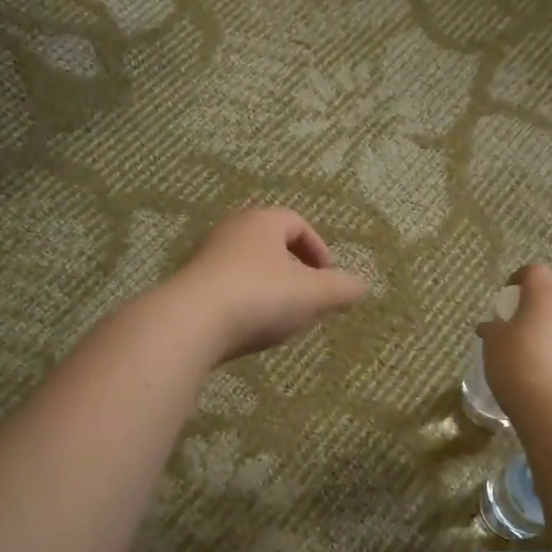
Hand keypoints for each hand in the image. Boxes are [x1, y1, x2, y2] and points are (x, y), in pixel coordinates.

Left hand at [167, 207, 367, 362]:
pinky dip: (245, 305)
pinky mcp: (190, 287)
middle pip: (271, 245)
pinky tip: (250, 330)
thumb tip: (361, 286)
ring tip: (282, 319)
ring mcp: (205, 259)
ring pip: (249, 269)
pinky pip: (228, 290)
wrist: (190, 324)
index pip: (297, 223)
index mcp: (262, 222)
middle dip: (295, 272)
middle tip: (309, 299)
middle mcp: (231, 231)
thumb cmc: (260, 297)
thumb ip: (341, 289)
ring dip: (270, 290)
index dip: (318, 249)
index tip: (328, 278)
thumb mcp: (313, 294)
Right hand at [477, 264, 551, 424]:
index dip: (520, 279)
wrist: (551, 406)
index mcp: (546, 294)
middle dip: (539, 308)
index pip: (535, 271)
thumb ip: (493, 329)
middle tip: (520, 329)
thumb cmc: (515, 363)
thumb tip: (489, 326)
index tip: (508, 295)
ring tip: (538, 355)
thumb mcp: (493, 343)